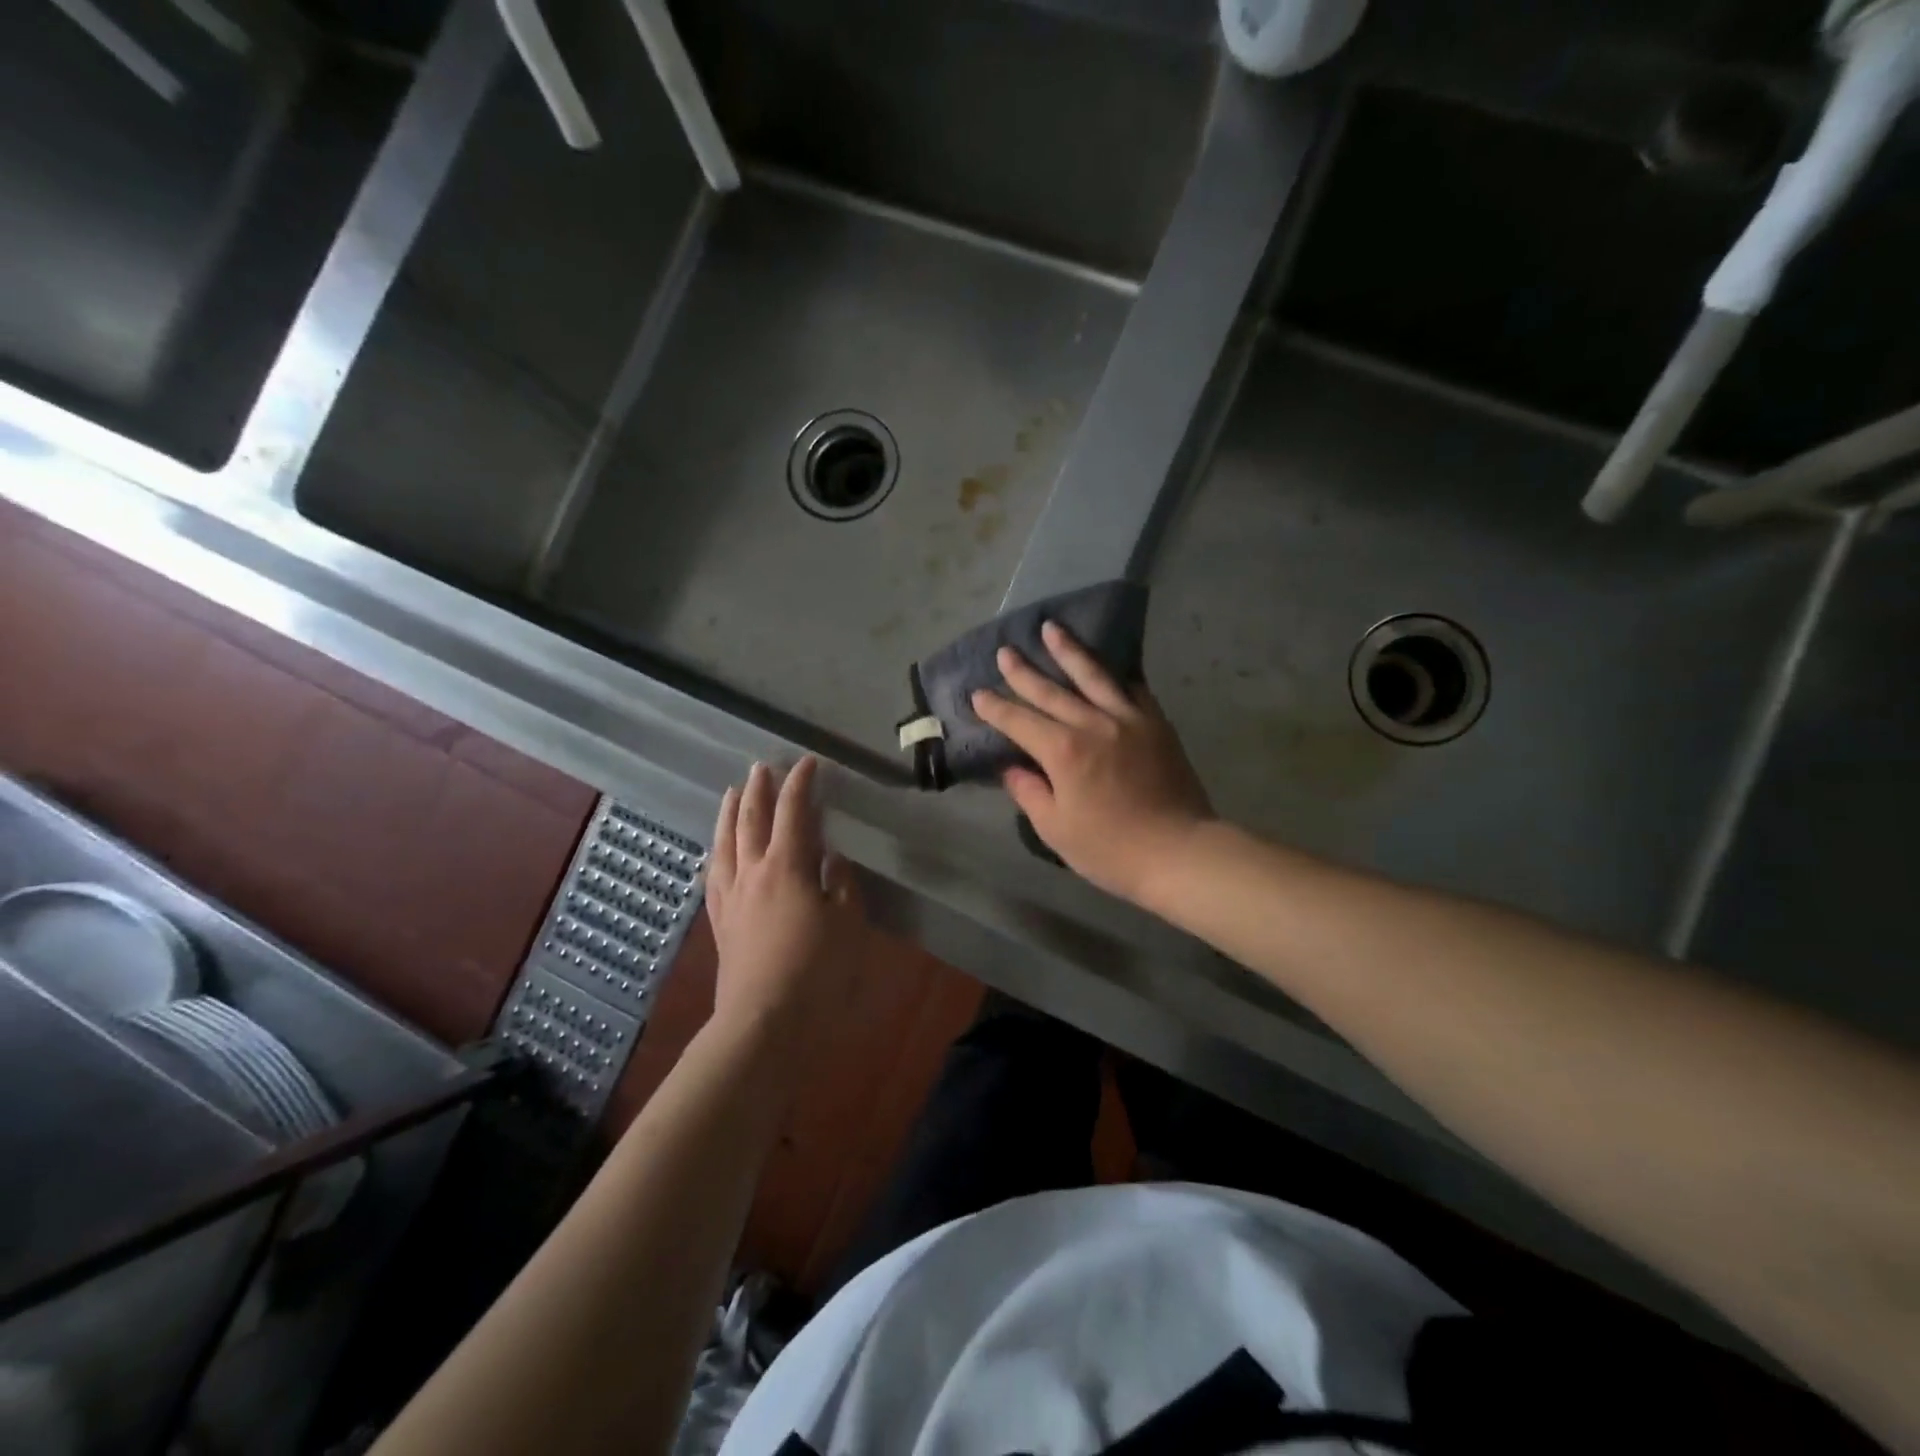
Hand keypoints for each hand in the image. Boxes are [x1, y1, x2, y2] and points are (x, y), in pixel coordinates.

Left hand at [706, 758, 864, 1054]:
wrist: (764, 1022)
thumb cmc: (816, 972)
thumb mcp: (848, 926)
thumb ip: (841, 887)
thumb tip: (831, 861)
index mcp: (788, 867)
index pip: (794, 813)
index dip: (801, 785)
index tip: (808, 763)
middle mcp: (753, 873)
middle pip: (751, 820)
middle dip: (759, 790)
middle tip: (762, 767)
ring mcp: (732, 897)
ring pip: (725, 843)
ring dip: (730, 813)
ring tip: (732, 793)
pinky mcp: (720, 923)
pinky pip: (714, 876)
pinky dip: (716, 854)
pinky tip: (716, 852)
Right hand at [971, 621, 1213, 902]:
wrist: (1179, 851)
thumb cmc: (1110, 848)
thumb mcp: (1055, 828)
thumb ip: (1029, 792)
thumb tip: (1012, 768)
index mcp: (1063, 751)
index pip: (1019, 721)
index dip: (995, 708)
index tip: (978, 694)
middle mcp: (1092, 723)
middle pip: (1051, 690)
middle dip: (1023, 672)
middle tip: (1005, 651)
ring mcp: (1128, 719)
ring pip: (1093, 676)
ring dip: (1069, 651)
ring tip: (1051, 629)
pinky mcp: (1156, 724)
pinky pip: (1132, 689)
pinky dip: (1115, 675)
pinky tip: (1106, 667)